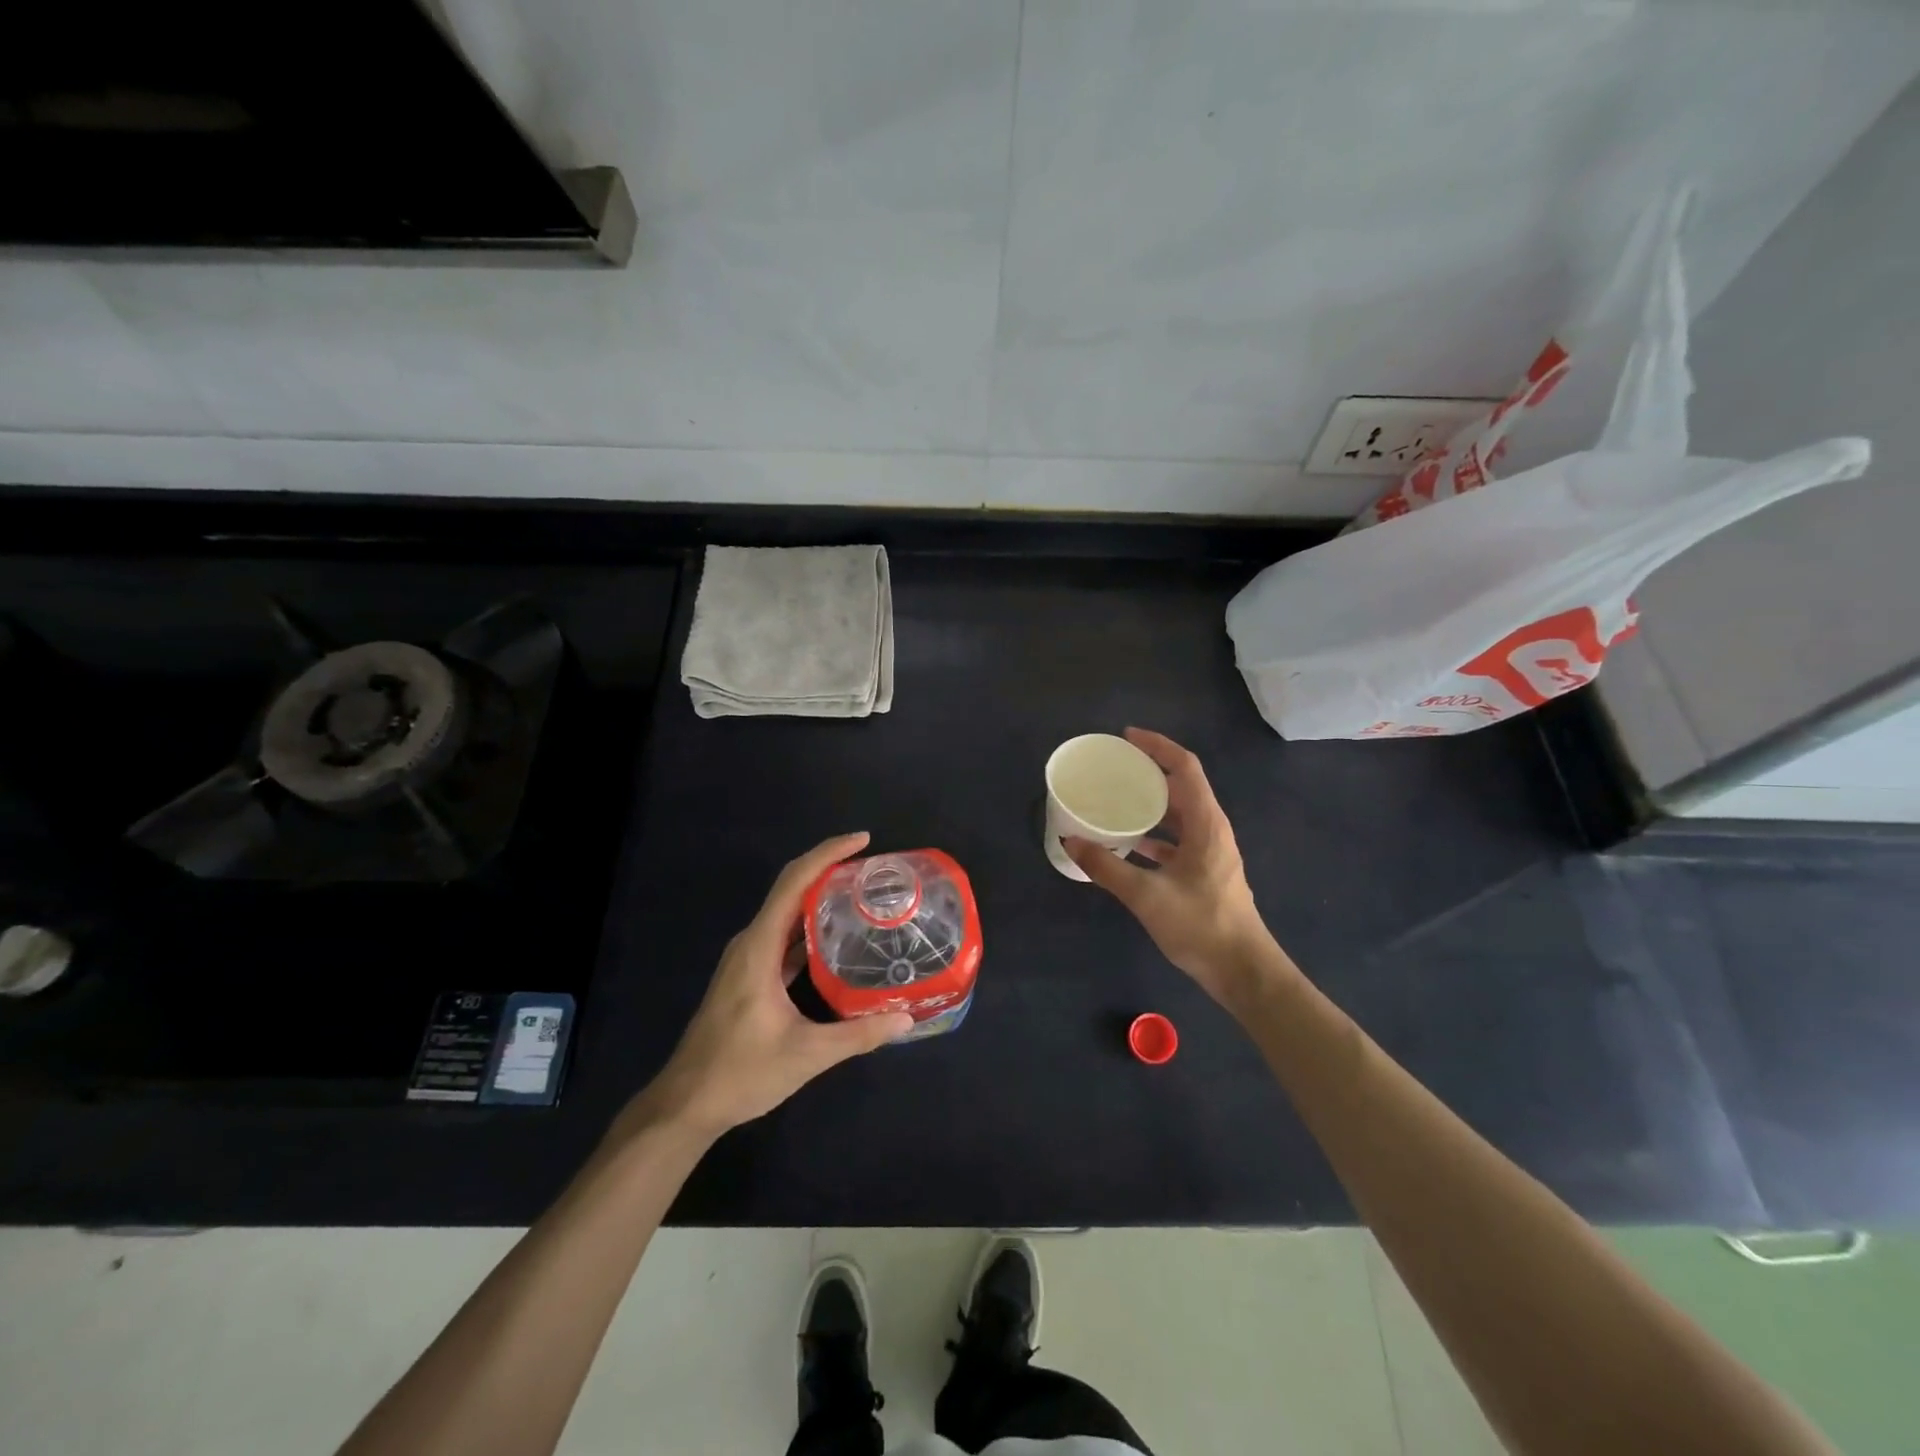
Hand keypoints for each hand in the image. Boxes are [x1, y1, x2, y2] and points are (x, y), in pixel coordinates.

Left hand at [630, 833, 913, 1141]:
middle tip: (874, 869)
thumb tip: (905, 1019)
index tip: (863, 840)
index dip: (827, 854)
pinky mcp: (749, 975)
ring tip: (863, 895)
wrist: (687, 1103)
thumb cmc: (740, 1072)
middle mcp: (750, 943)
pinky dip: (810, 927)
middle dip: (830, 869)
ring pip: (787, 913)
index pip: (794, 882)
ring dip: (820, 897)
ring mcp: (747, 959)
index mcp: (759, 947)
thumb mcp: (806, 1054)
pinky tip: (838, 940)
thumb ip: (858, 1035)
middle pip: (791, 889)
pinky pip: (783, 936)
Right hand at [1066, 728, 1277, 1003]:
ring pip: (1179, 813)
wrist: (1242, 970)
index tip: (1126, 737)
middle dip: (1150, 771)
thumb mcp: (1146, 895)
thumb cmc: (1200, 926)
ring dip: (1151, 802)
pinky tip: (1128, 843)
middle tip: (1114, 767)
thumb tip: (1070, 841)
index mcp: (1205, 823)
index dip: (1157, 746)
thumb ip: (1106, 867)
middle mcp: (1211, 829)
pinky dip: (1154, 833)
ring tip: (1117, 798)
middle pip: (1182, 786)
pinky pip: (1177, 838)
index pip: (1185, 767)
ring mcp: (1211, 851)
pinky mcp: (1205, 871)